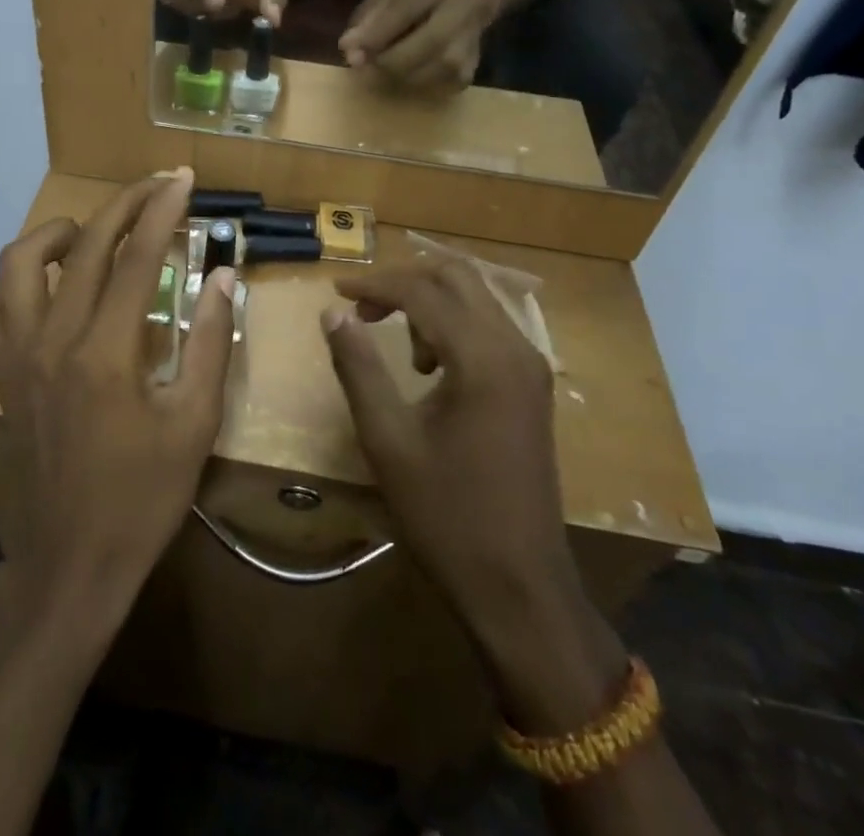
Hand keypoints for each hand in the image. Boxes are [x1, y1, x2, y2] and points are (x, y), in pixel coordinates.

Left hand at [0, 169, 235, 627]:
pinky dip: (16, 282)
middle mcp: (54, 338)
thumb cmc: (143, 497)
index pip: (137, 256)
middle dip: (124, 204)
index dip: (162, 209)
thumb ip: (209, 342)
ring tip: (92, 236)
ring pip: (19, 262)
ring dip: (58, 233)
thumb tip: (222, 276)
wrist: (71, 563)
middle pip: (85, 245)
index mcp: (106, 351)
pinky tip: (47, 290)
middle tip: (156, 187)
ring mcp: (18, 354)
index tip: (182, 178)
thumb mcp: (194, 423)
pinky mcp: (1, 373)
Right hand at [319, 258, 575, 648]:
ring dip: (429, 303)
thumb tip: (332, 314)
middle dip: (405, 281)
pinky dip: (452, 325)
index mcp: (483, 358)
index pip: (422, 291)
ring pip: (475, 298)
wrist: (520, 586)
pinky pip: (488, 327)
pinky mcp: (531, 386)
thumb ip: (358, 367)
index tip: (334, 292)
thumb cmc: (447, 515)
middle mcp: (515, 348)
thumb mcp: (388, 440)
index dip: (374, 285)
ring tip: (397, 348)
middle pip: (457, 276)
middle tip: (363, 309)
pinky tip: (429, 367)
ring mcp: (530, 366)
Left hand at [338, 0, 497, 88]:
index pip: (399, 17)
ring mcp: (464, 54)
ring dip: (390, 75)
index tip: (349, 50)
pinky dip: (409, 83)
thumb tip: (347, 48)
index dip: (371, 38)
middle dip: (378, 63)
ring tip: (390, 58)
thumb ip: (369, 16)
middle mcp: (456, 22)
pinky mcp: (464, 77)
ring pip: (412, 79)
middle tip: (366, 60)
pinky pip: (424, 90)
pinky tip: (411, 66)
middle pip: (406, 58)